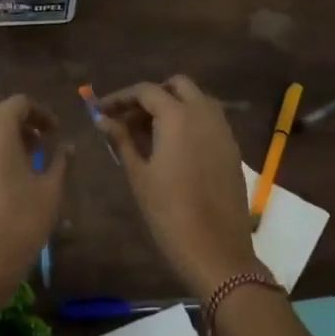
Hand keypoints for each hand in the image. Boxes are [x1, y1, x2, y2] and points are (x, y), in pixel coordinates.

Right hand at [98, 76, 266, 299]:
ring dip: (172, 106)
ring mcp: (223, 130)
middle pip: (177, 86)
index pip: (146, 91)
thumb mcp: (139, 175)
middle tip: (129, 119)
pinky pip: (209, 120)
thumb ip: (121, 140)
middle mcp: (205, 114)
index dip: (121, 97)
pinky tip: (171, 147)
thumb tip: (103, 119)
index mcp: (178, 117)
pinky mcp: (232, 149)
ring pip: (197, 100)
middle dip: (152, 95)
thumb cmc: (169, 213)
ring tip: (148, 133)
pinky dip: (189, 121)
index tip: (102, 111)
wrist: (216, 250)